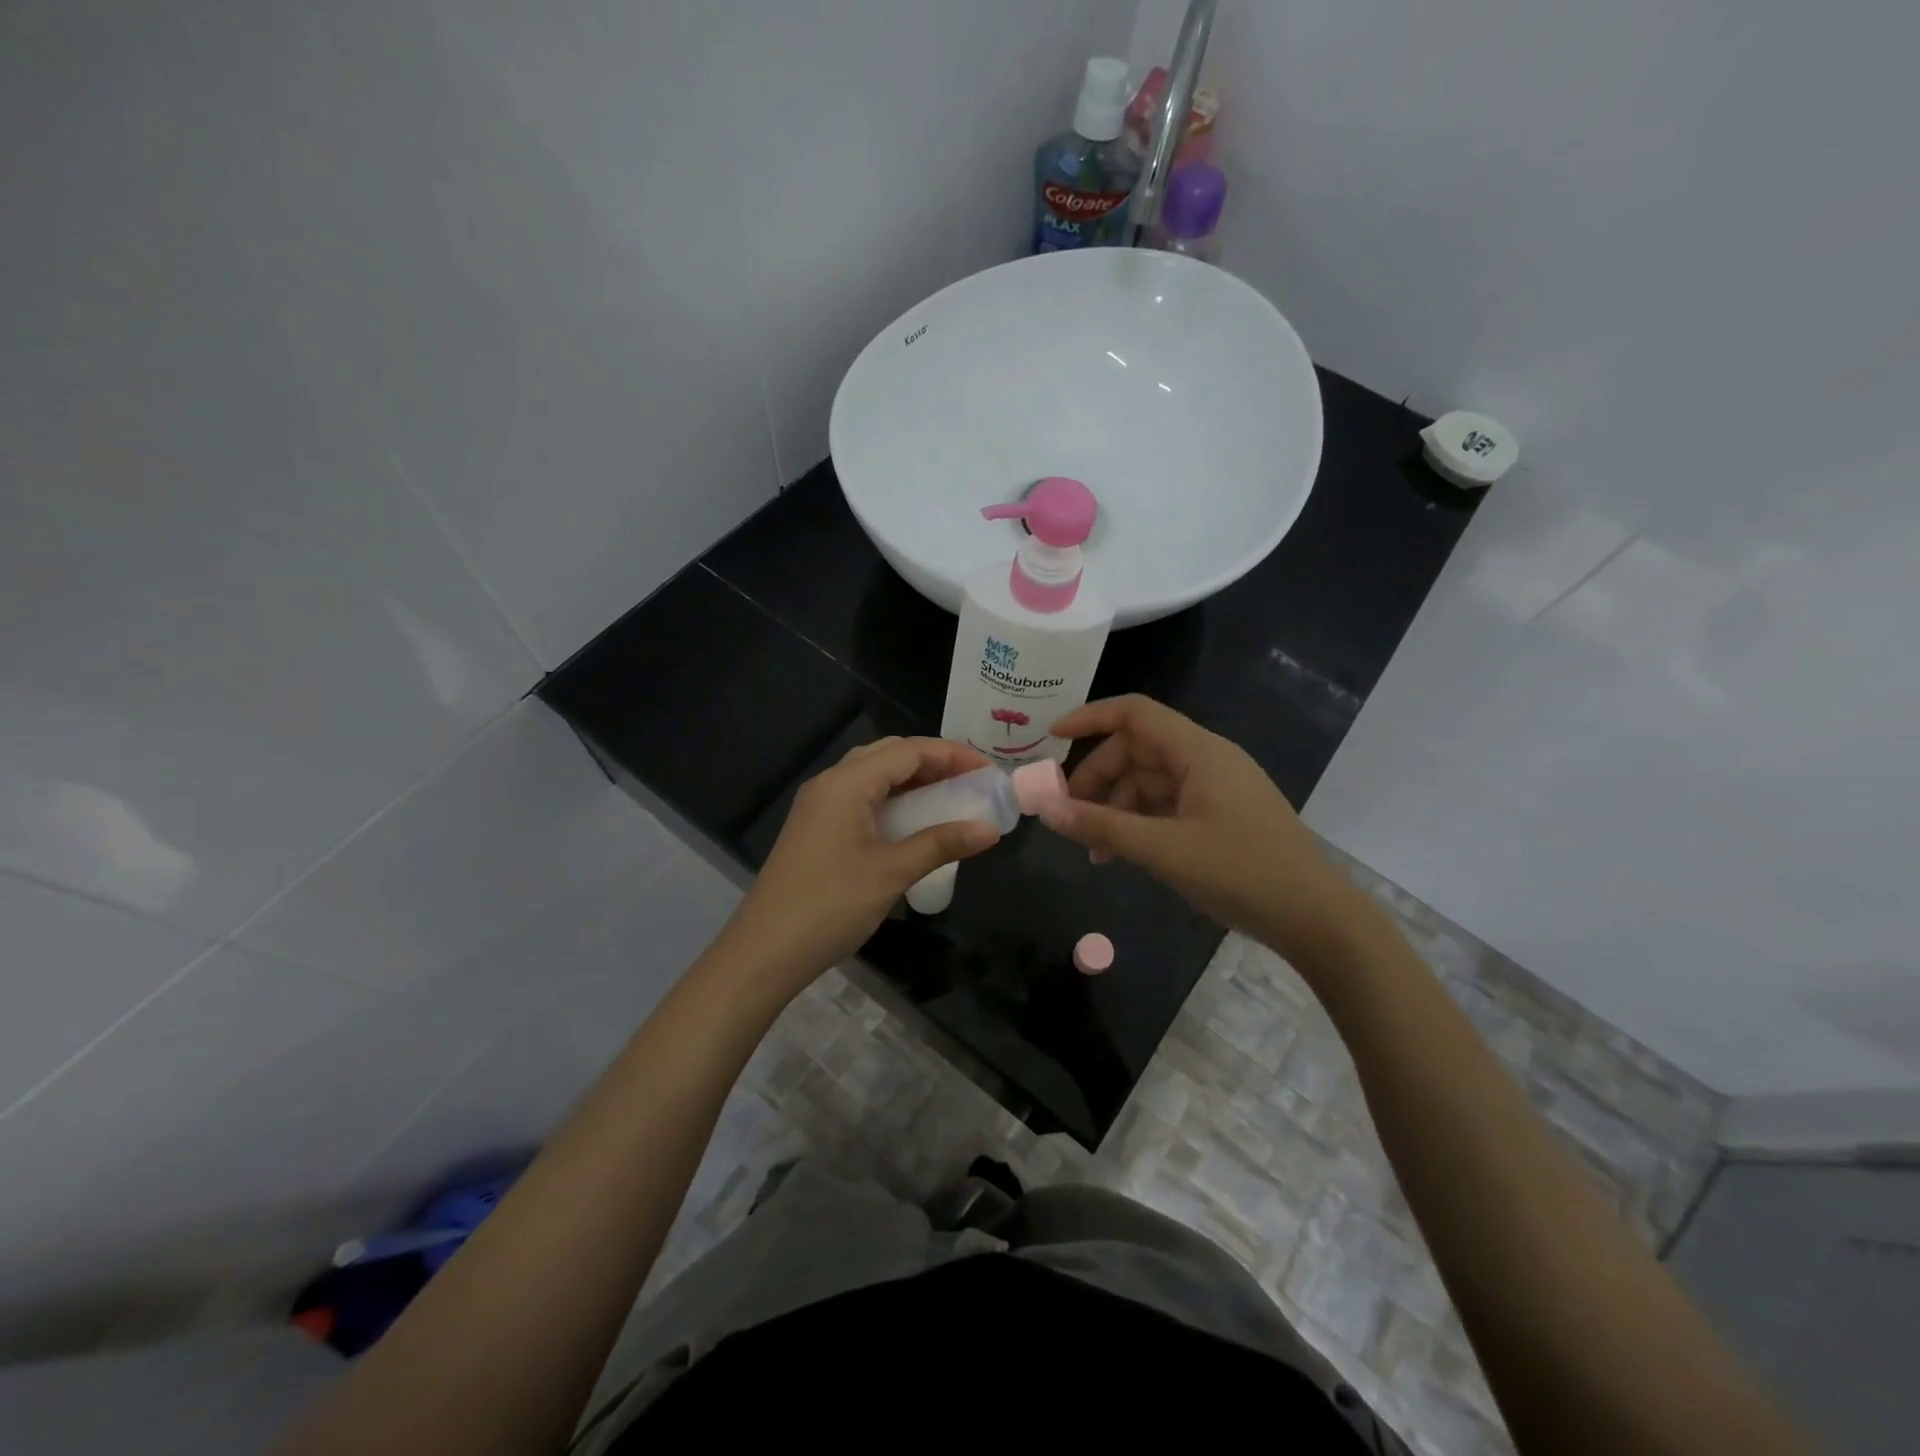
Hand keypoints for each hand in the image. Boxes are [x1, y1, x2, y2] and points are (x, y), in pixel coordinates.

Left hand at [715, 737, 1000, 1000]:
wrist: (764, 951)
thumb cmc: (831, 905)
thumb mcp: (892, 872)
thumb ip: (942, 843)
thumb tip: (990, 829)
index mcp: (846, 783)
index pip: (908, 750)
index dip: (952, 755)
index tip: (988, 772)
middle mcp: (830, 783)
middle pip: (889, 755)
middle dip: (933, 762)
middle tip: (971, 783)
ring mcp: (819, 806)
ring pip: (873, 776)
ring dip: (912, 781)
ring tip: (949, 798)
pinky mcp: (815, 829)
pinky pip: (861, 798)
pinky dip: (893, 800)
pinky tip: (913, 823)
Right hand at [1039, 696, 1362, 962]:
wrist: (1316, 919)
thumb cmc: (1241, 872)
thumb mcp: (1163, 850)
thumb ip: (1102, 826)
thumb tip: (1046, 810)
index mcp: (1198, 752)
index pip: (1135, 714)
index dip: (1090, 718)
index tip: (1051, 739)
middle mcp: (1207, 760)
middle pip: (1137, 750)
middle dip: (1098, 778)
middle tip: (1067, 813)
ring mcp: (1216, 789)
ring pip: (1150, 781)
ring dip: (1116, 807)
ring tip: (1092, 848)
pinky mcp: (1221, 816)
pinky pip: (1168, 805)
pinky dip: (1139, 823)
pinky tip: (1121, 854)